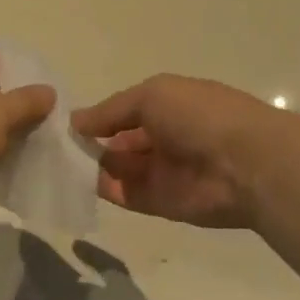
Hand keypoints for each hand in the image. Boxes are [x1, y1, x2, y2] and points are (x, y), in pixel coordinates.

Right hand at [72, 75, 281, 229]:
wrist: (247, 163)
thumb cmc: (199, 116)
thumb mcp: (151, 95)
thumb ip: (112, 110)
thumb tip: (76, 121)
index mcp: (168, 106)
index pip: (125, 112)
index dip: (98, 117)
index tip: (65, 123)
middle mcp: (164, 137)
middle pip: (119, 142)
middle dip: (90, 143)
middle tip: (53, 147)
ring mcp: (163, 172)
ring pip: (119, 168)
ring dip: (91, 166)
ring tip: (57, 164)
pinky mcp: (162, 203)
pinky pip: (126, 195)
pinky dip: (103, 190)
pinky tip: (75, 182)